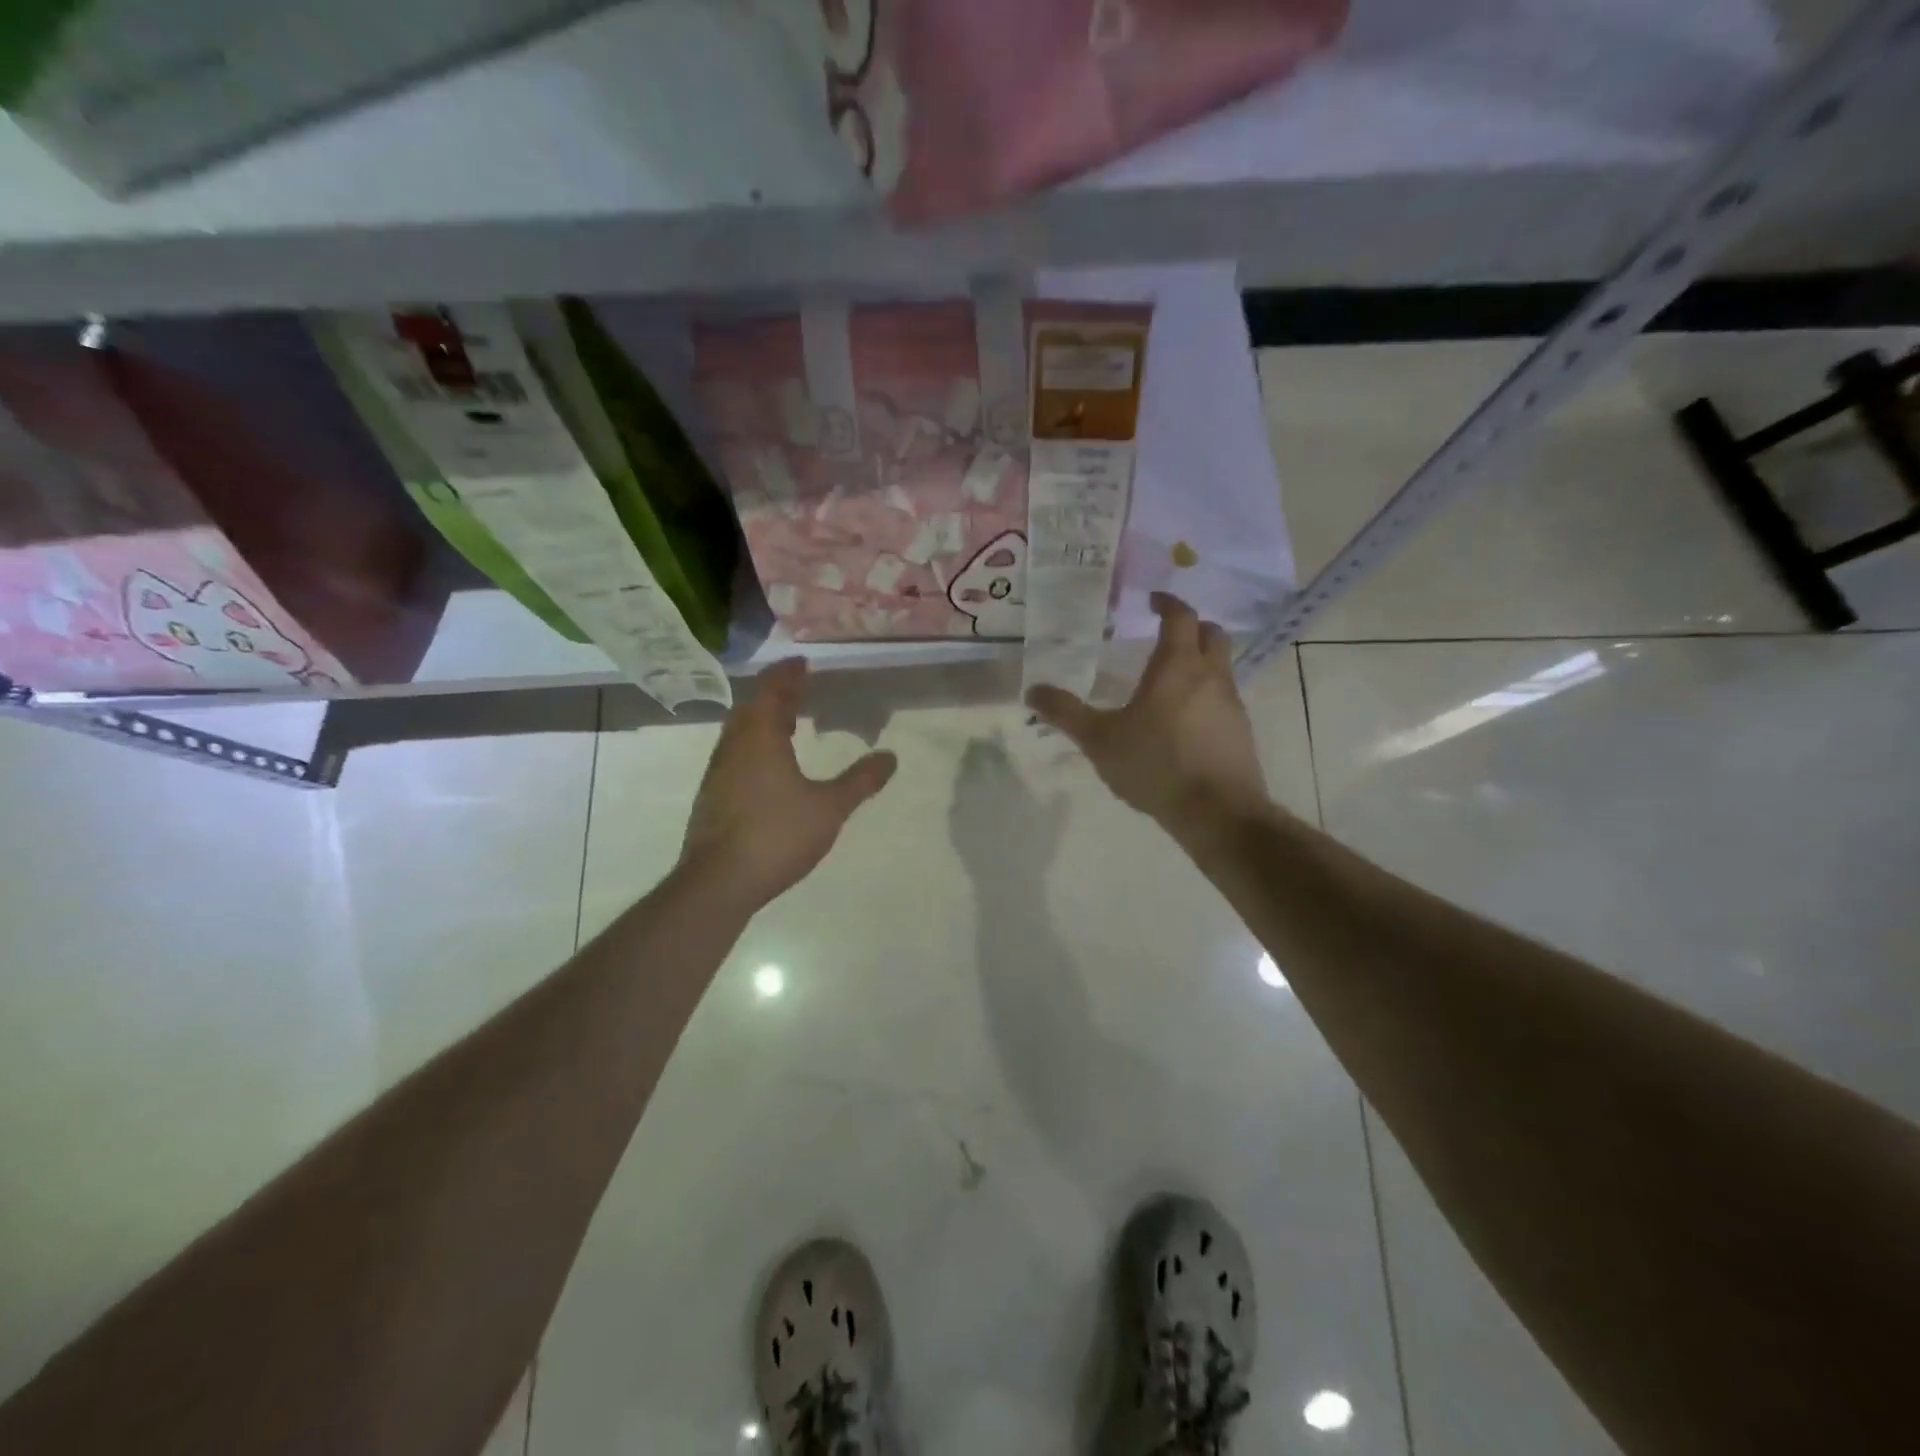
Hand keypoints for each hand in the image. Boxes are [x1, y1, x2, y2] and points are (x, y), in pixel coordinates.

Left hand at [679, 659, 897, 910]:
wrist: (719, 882)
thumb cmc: (777, 835)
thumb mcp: (829, 808)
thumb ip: (860, 781)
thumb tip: (891, 757)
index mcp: (760, 738)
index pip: (771, 691)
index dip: (787, 674)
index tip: (802, 663)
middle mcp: (734, 747)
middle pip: (751, 708)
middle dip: (774, 695)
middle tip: (797, 690)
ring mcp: (718, 773)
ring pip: (739, 733)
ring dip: (761, 720)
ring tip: (785, 723)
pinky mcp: (712, 797)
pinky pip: (734, 755)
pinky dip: (752, 745)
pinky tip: (767, 767)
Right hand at [1025, 592, 1268, 844]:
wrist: (1217, 813)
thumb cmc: (1156, 766)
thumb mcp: (1100, 740)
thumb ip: (1066, 714)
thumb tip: (1033, 691)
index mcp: (1177, 667)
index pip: (1180, 616)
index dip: (1167, 603)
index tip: (1152, 600)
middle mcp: (1211, 676)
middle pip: (1211, 633)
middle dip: (1190, 626)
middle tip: (1164, 634)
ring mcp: (1232, 703)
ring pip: (1221, 666)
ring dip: (1200, 661)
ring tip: (1168, 680)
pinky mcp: (1241, 731)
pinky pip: (1224, 697)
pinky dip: (1206, 693)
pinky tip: (1184, 720)